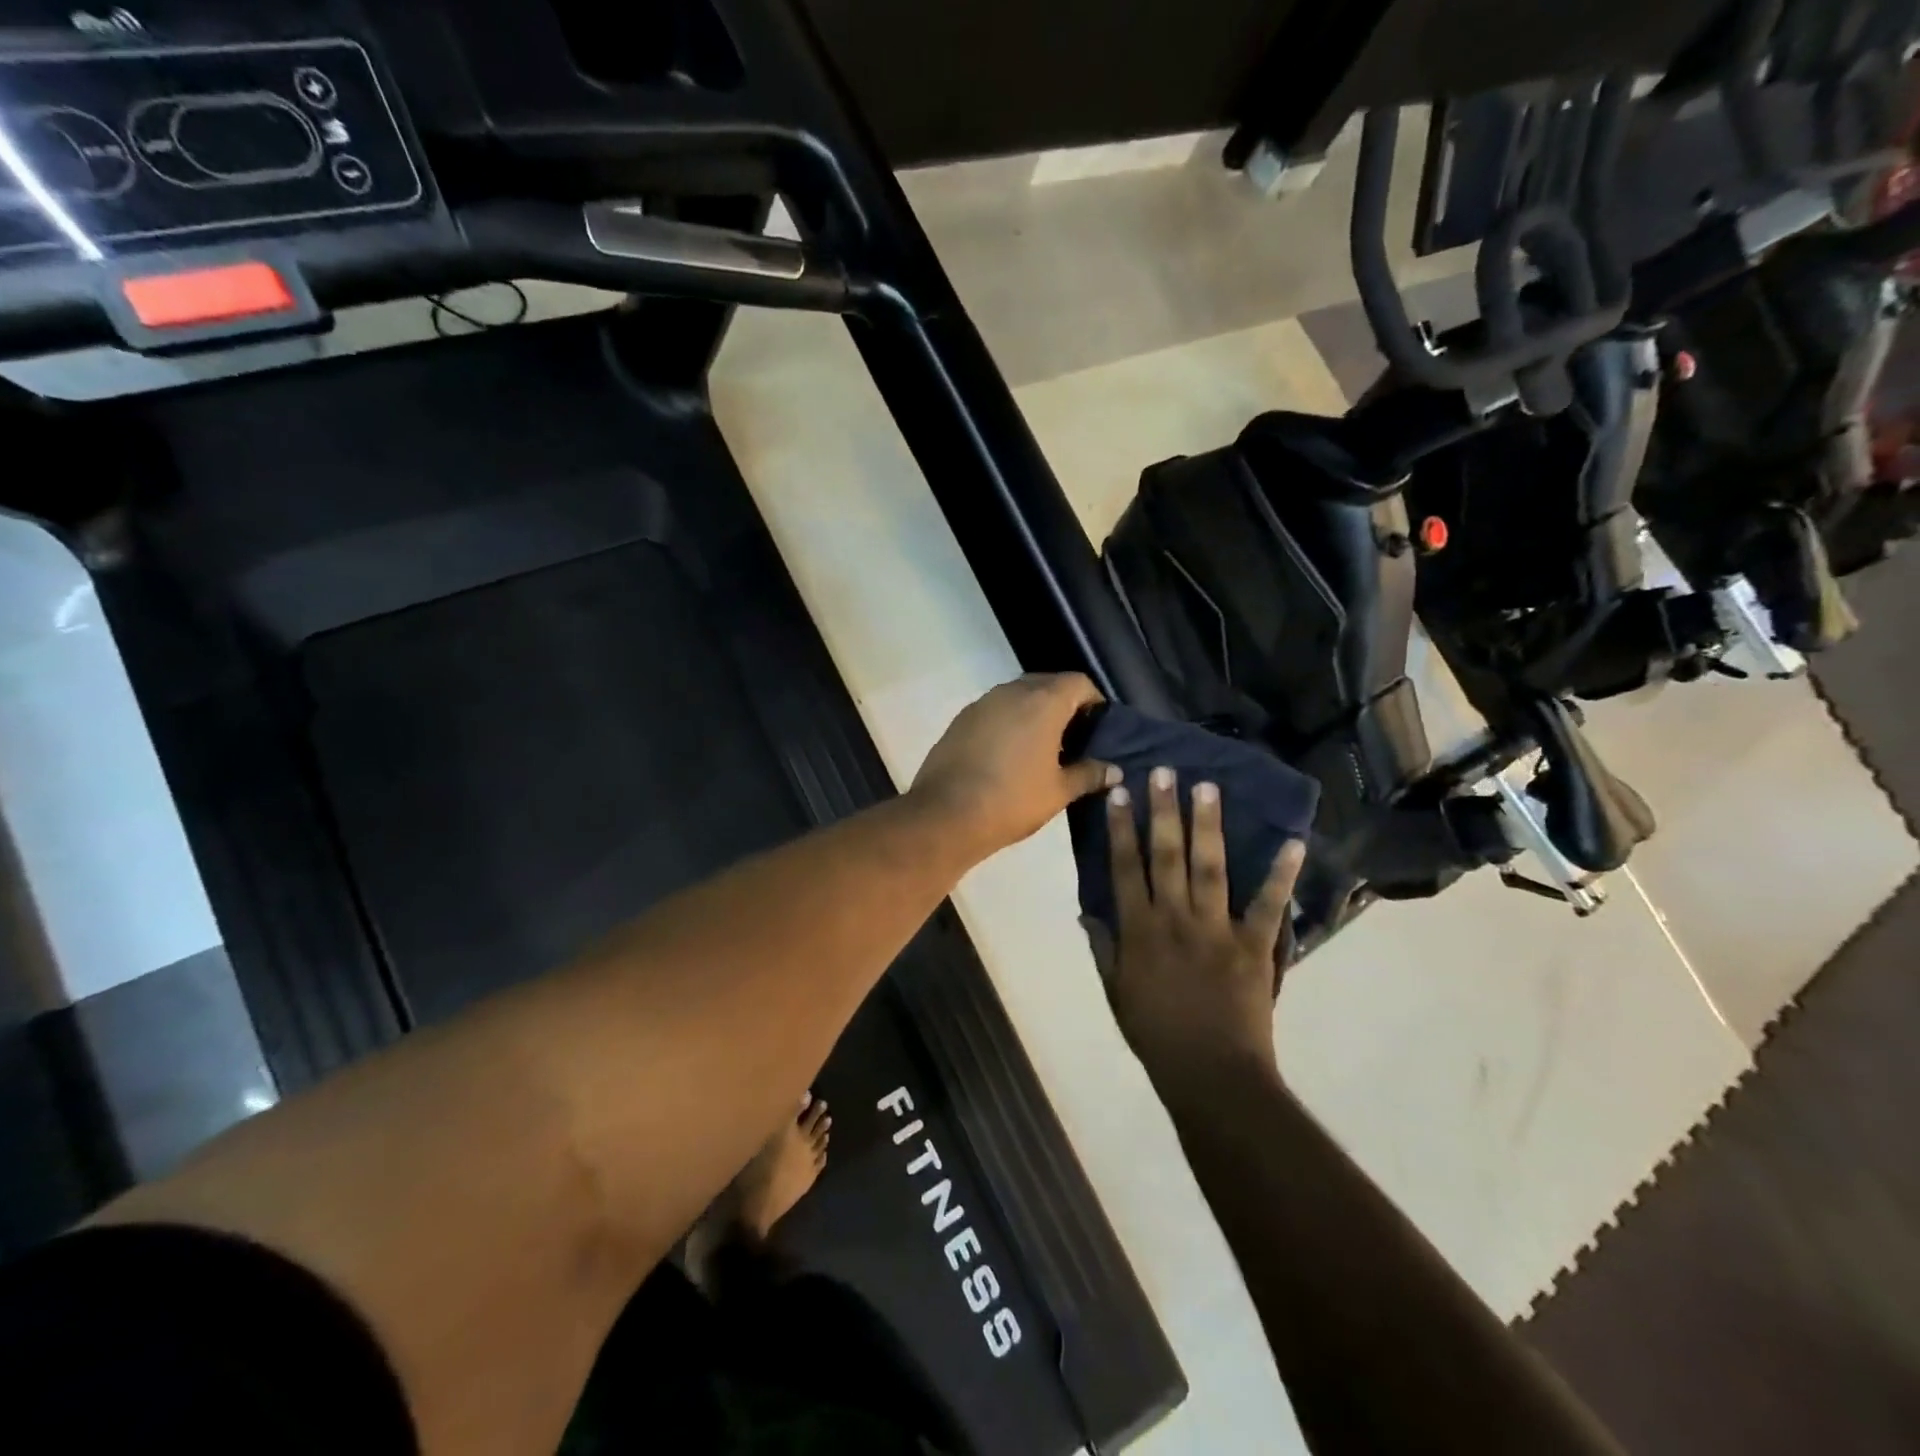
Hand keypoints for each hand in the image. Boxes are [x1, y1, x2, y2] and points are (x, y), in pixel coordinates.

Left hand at [910, 674, 1118, 858]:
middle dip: (1064, 703)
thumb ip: (1089, 775)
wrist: (946, 814)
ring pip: (1017, 695)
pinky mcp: (961, 719)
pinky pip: (994, 710)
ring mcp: (982, 703)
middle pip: (1047, 683)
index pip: (1078, 682)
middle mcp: (1011, 692)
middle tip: (1075, 736)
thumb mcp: (1058, 791)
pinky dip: (1008, 721)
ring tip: (1043, 746)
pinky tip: (1010, 753)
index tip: (1099, 725)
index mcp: (1043, 702)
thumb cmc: (1012, 800)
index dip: (1093, 699)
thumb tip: (1114, 771)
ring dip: (1033, 711)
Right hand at [1104, 766, 1304, 1108]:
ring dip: (1208, 825)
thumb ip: (1103, 948)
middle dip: (1164, 810)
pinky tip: (1293, 842)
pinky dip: (1281, 874)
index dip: (1121, 828)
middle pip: (1167, 855)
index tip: (1119, 792)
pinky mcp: (1254, 945)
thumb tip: (1087, 912)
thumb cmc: (1156, 1034)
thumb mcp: (1115, 992)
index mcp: (1139, 929)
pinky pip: (1268, 905)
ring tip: (1209, 787)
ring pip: (1210, 867)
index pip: (1125, 868)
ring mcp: (1217, 929)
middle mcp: (1175, 918)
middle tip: (1164, 771)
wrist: (1211, 1075)